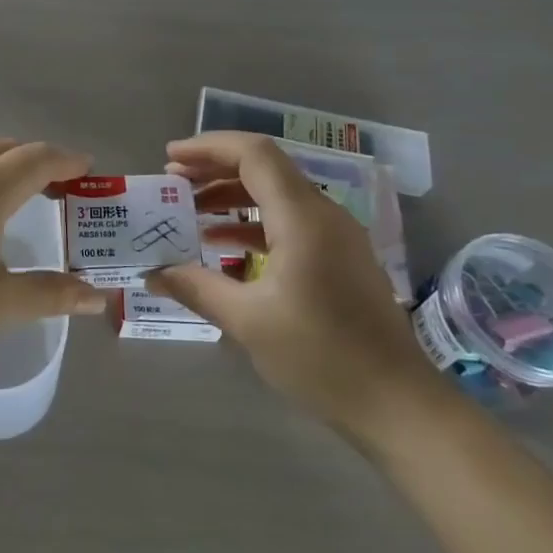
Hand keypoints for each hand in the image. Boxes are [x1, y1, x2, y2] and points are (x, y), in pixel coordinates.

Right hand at [147, 132, 446, 444]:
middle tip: (173, 181)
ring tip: (190, 210)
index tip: (170, 157)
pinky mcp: (340, 258)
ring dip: (232, 196)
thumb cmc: (321, 357)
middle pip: (264, 168)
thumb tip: (153, 273)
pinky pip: (289, 221)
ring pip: (276, 194)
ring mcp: (336, 236)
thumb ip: (197, 288)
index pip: (253, 154)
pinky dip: (253, 222)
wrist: (399, 405)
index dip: (208, 147)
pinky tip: (223, 245)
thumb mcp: (248, 322)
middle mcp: (323, 214)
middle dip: (215, 168)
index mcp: (302, 217)